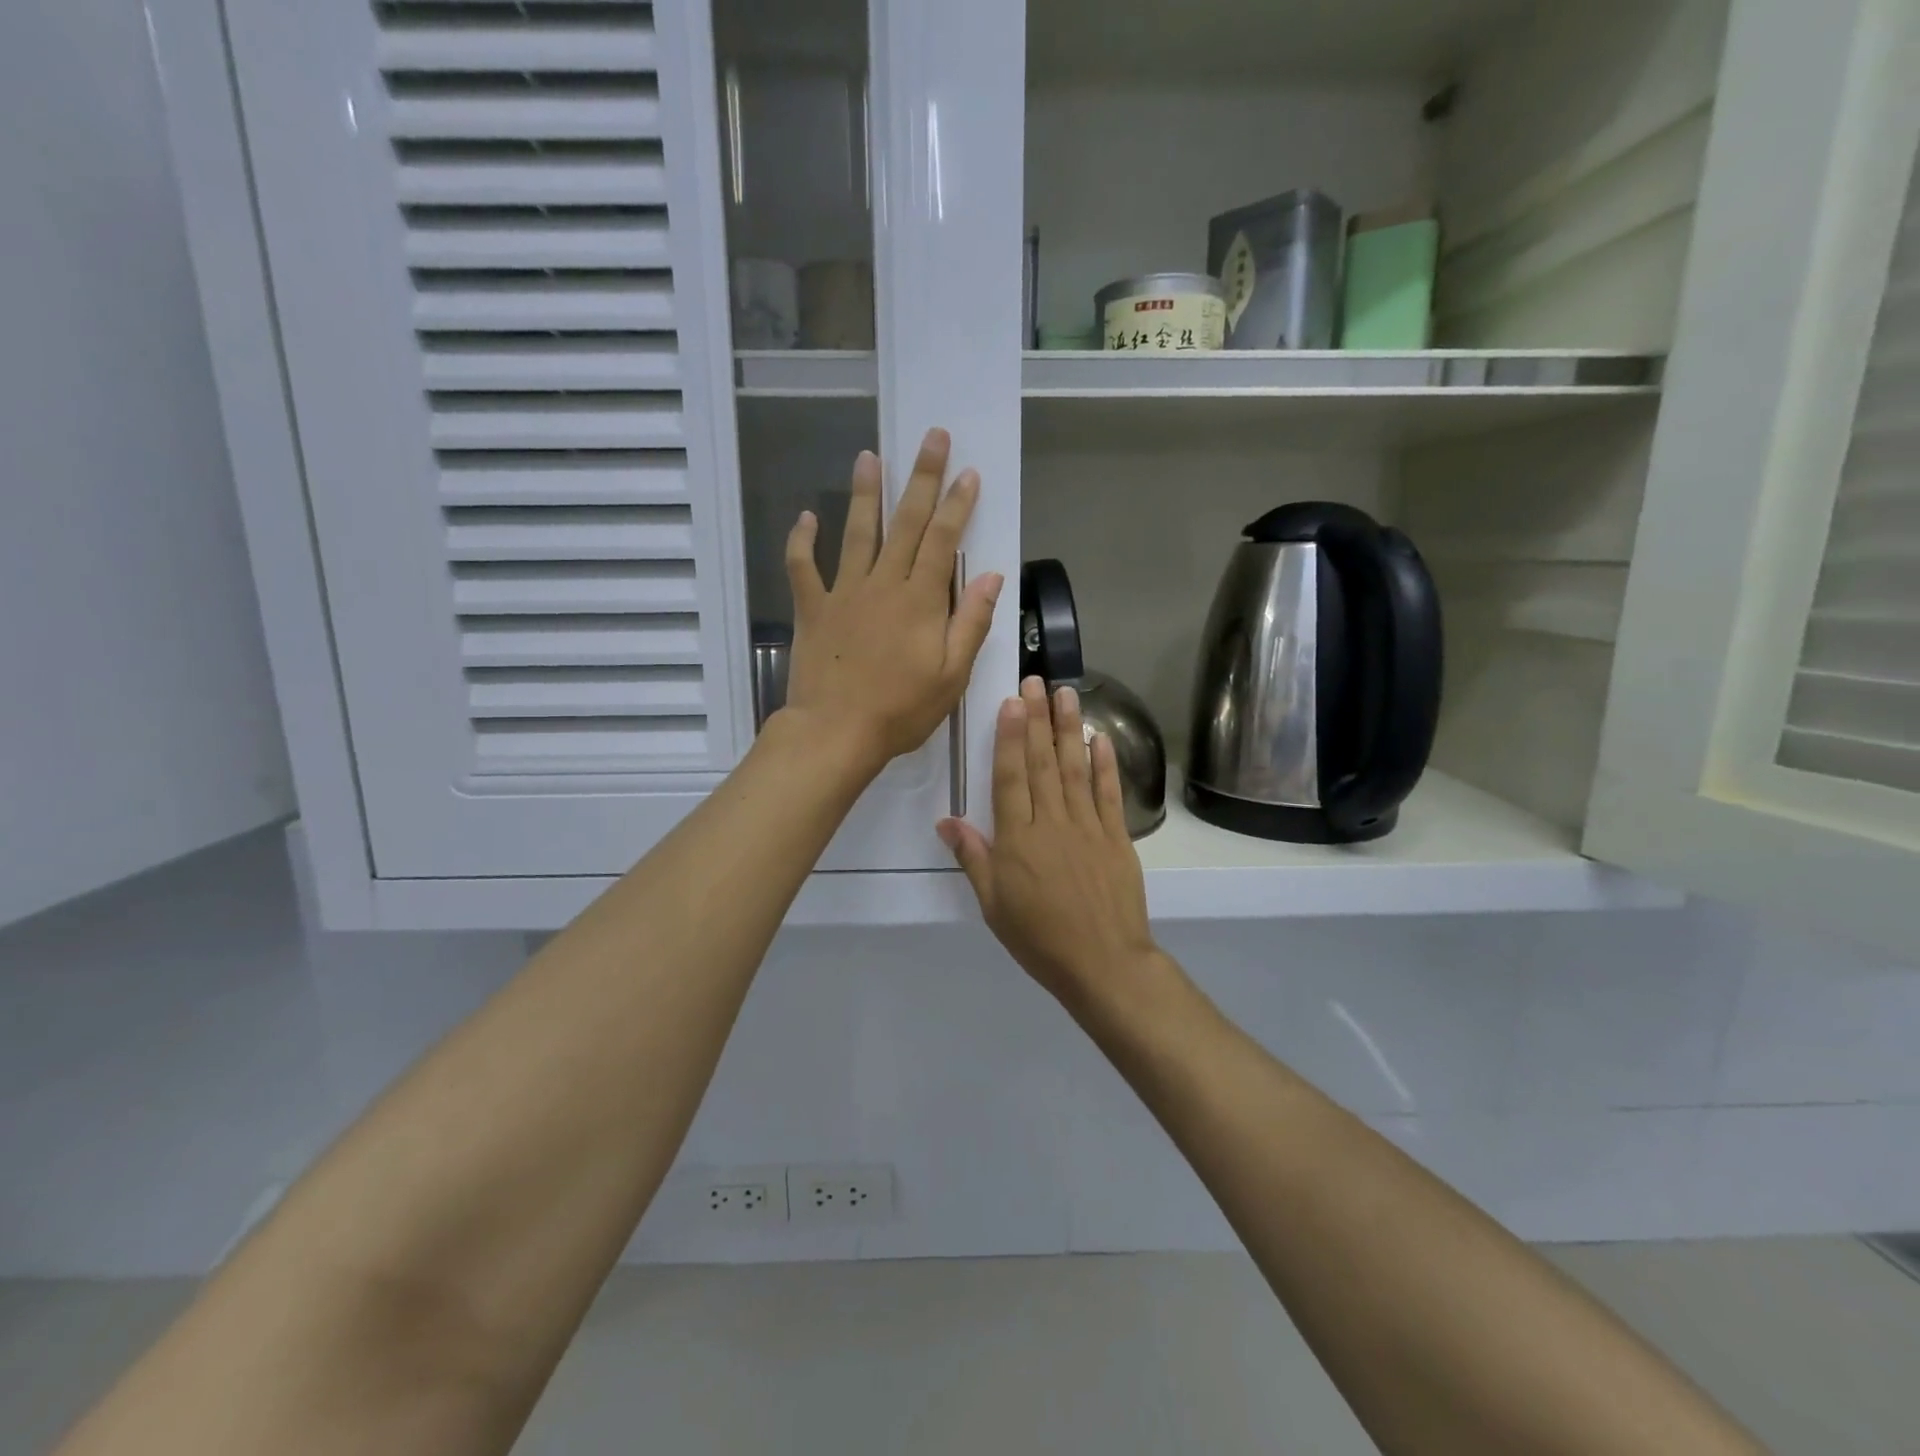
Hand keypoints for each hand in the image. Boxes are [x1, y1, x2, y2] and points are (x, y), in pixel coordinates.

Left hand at [781, 428, 1002, 774]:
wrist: (835, 733)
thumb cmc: (901, 710)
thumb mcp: (952, 675)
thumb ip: (972, 623)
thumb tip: (992, 576)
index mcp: (921, 601)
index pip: (944, 539)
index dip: (957, 503)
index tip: (967, 472)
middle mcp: (883, 585)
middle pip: (905, 522)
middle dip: (921, 478)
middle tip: (930, 437)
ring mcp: (843, 593)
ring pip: (856, 532)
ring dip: (864, 492)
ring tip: (869, 456)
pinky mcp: (812, 609)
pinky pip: (803, 567)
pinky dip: (802, 541)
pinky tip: (806, 517)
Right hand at [938, 675, 1159, 1004]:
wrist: (1103, 964)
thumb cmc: (1039, 938)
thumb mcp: (993, 904)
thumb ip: (974, 857)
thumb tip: (947, 820)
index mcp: (1018, 839)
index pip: (1011, 777)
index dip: (1011, 737)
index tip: (1012, 702)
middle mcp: (1053, 823)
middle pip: (1043, 763)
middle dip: (1038, 719)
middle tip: (1036, 680)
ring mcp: (1088, 826)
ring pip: (1075, 768)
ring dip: (1070, 729)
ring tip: (1065, 694)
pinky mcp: (1117, 837)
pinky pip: (1108, 793)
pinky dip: (1105, 763)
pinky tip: (1100, 737)